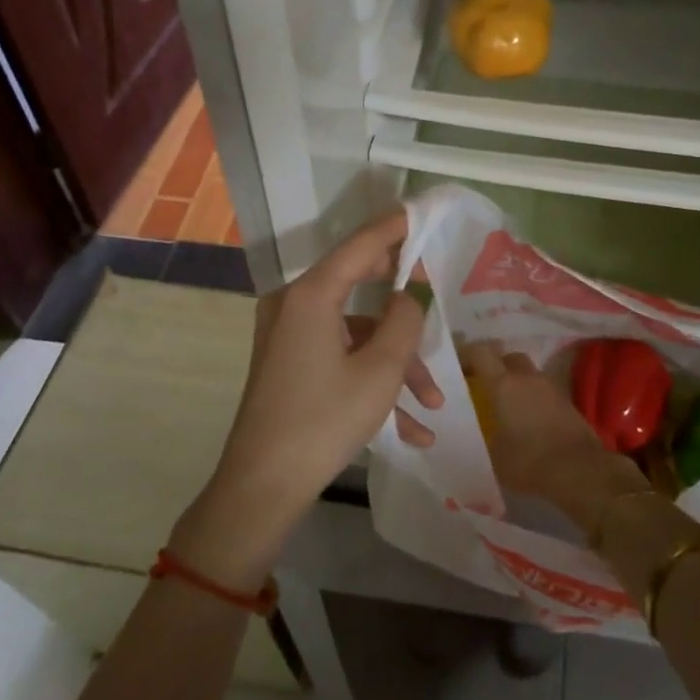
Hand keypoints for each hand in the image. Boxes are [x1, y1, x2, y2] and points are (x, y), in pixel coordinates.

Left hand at [170, 210, 441, 587]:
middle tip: (437, 306)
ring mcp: (289, 334)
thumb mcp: (381, 370)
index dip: (396, 227)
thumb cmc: (324, 421)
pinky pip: (339, 357)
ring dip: (396, 363)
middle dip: (404, 309)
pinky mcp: (289, 362)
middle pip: (358, 284)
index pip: (361, 244)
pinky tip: (410, 429)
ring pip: (356, 333)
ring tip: (432, 403)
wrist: (263, 487)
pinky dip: (371, 381)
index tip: (424, 213)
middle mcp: (295, 304)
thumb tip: (414, 289)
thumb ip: (405, 319)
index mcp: (312, 294)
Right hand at [465, 343, 646, 531]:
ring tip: (506, 405)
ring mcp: (550, 387)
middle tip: (483, 385)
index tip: (457, 366)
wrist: (580, 471)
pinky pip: (542, 390)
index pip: (481, 352)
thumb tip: (471, 437)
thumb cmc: (529, 461)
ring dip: (516, 382)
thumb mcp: (493, 456)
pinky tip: (527, 419)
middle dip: (495, 366)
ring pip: (527, 373)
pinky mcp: (566, 402)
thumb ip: (480, 439)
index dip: (467, 354)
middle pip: (507, 357)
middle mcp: (526, 378)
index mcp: (503, 384)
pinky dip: (532, 398)